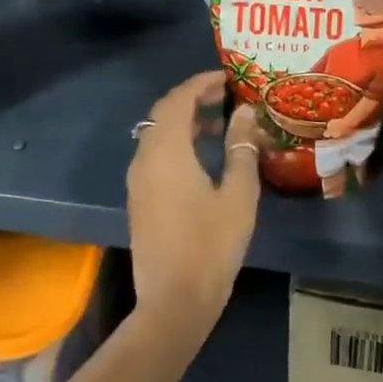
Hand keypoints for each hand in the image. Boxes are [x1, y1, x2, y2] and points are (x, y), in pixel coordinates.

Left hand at [127, 71, 260, 341]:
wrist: (173, 304)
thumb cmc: (211, 246)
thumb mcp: (238, 194)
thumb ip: (241, 147)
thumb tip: (244, 112)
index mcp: (167, 151)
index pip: (179, 99)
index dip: (202, 82)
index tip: (228, 77)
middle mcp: (145, 157)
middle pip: (164, 112)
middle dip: (193, 97)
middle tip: (226, 94)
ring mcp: (138, 179)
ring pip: (158, 133)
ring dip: (185, 120)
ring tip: (221, 121)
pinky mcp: (139, 198)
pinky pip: (155, 152)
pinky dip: (177, 141)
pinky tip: (203, 155)